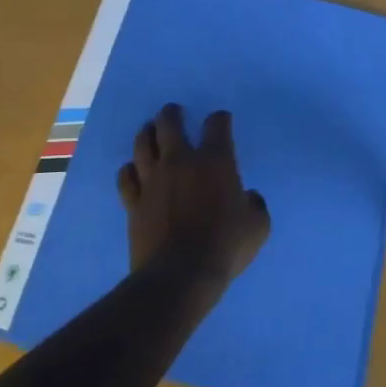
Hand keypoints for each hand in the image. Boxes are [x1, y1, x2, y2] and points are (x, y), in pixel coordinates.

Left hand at [117, 104, 269, 284]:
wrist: (181, 274)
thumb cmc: (226, 246)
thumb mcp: (259, 225)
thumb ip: (254, 203)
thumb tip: (247, 196)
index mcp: (215, 162)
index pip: (217, 125)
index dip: (220, 119)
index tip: (221, 120)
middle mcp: (180, 161)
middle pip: (169, 124)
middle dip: (172, 114)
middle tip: (174, 112)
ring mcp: (152, 180)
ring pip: (143, 144)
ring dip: (147, 133)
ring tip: (150, 130)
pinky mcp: (134, 201)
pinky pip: (126, 176)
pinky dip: (130, 169)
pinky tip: (134, 169)